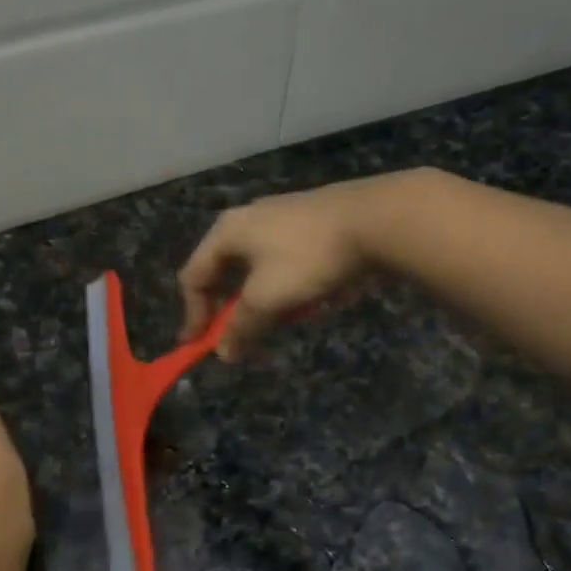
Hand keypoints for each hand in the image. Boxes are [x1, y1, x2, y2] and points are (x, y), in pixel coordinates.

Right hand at [178, 172, 416, 360]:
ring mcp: (283, 217)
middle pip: (227, 273)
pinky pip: (289, 264)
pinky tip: (315, 299)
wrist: (377, 219)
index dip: (193, 314)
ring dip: (267, 302)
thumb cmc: (309, 258)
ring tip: (289, 318)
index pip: (194, 276)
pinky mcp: (312, 224)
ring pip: (261, 271)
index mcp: (228, 231)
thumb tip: (223, 352)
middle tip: (244, 337)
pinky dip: (292, 287)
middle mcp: (249, 219)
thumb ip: (241, 327)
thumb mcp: (268, 299)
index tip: (199, 346)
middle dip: (235, 311)